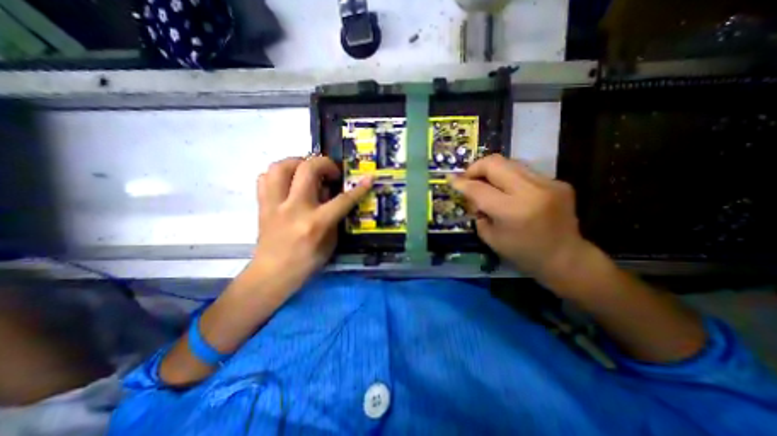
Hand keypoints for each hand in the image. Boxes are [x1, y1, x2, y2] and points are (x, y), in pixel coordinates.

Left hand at [249, 158, 368, 286]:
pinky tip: (289, 182)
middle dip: (325, 164)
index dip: (359, 188)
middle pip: (307, 169)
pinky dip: (279, 174)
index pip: (342, 200)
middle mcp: (294, 208)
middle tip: (331, 173)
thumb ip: (334, 218)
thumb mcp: (330, 244)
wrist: (272, 274)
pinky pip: (265, 177)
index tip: (369, 177)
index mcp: (315, 223)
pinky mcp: (262, 205)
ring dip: (298, 163)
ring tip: (307, 171)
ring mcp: (274, 205)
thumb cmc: (306, 263)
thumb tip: (333, 196)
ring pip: (280, 166)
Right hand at [453, 156, 592, 278]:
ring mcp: (548, 183)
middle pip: (495, 163)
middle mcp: (531, 191)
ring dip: (492, 171)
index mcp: (512, 211)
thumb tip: (472, 194)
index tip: (451, 180)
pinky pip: (524, 172)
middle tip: (469, 179)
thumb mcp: (490, 237)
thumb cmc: (523, 253)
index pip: (478, 188)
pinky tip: (509, 191)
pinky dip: (509, 178)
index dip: (461, 183)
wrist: (566, 258)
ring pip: (510, 162)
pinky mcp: (558, 182)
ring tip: (487, 184)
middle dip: (475, 168)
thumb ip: (477, 212)